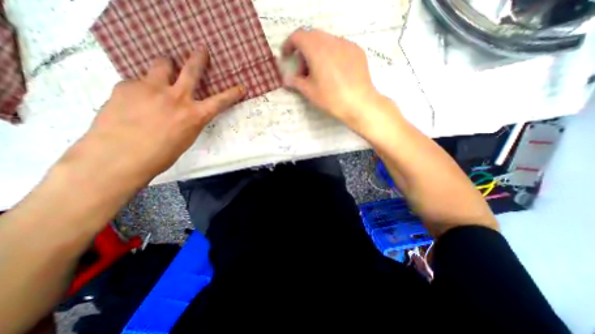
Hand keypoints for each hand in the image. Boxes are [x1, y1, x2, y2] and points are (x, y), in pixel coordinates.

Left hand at [61, 48, 242, 190]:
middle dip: (198, 59)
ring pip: (162, 65)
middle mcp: (177, 98)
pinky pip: (139, 82)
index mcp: (194, 116)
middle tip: (201, 51)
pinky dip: (143, 88)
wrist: (118, 157)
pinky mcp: (127, 86)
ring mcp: (151, 88)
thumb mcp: (185, 138)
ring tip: (165, 71)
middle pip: (191, 70)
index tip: (241, 87)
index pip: (220, 101)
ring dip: (167, 67)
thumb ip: (189, 120)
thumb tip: (185, 111)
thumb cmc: (160, 155)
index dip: (232, 94)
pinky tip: (135, 101)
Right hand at [281, 27, 383, 129]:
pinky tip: (334, 72)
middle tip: (304, 71)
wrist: (359, 103)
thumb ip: (296, 81)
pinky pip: (339, 47)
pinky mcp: (357, 50)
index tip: (287, 57)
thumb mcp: (309, 91)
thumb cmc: (331, 98)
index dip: (289, 45)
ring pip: (326, 42)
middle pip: (312, 38)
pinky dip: (331, 55)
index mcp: (317, 49)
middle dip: (304, 51)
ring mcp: (346, 44)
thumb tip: (287, 79)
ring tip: (320, 73)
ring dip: (318, 53)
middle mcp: (331, 41)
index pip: (298, 36)